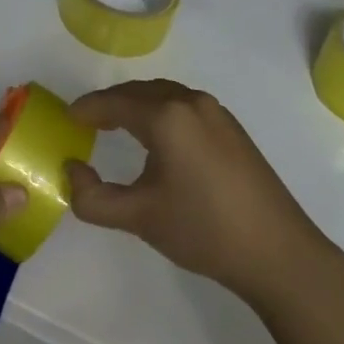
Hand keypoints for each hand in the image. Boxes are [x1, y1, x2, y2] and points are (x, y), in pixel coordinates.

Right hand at [65, 80, 329, 309]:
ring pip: (164, 95)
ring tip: (116, 125)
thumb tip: (71, 170)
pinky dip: (161, 111)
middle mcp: (190, 102)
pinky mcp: (231, 127)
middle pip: (139, 92)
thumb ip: (93, 197)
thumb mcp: (139, 217)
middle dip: (110, 103)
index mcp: (167, 116)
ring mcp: (216, 112)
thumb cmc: (204, 230)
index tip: (66, 118)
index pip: (114, 102)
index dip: (87, 108)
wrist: (278, 252)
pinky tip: (157, 138)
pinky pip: (184, 105)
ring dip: (137, 105)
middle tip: (87, 122)